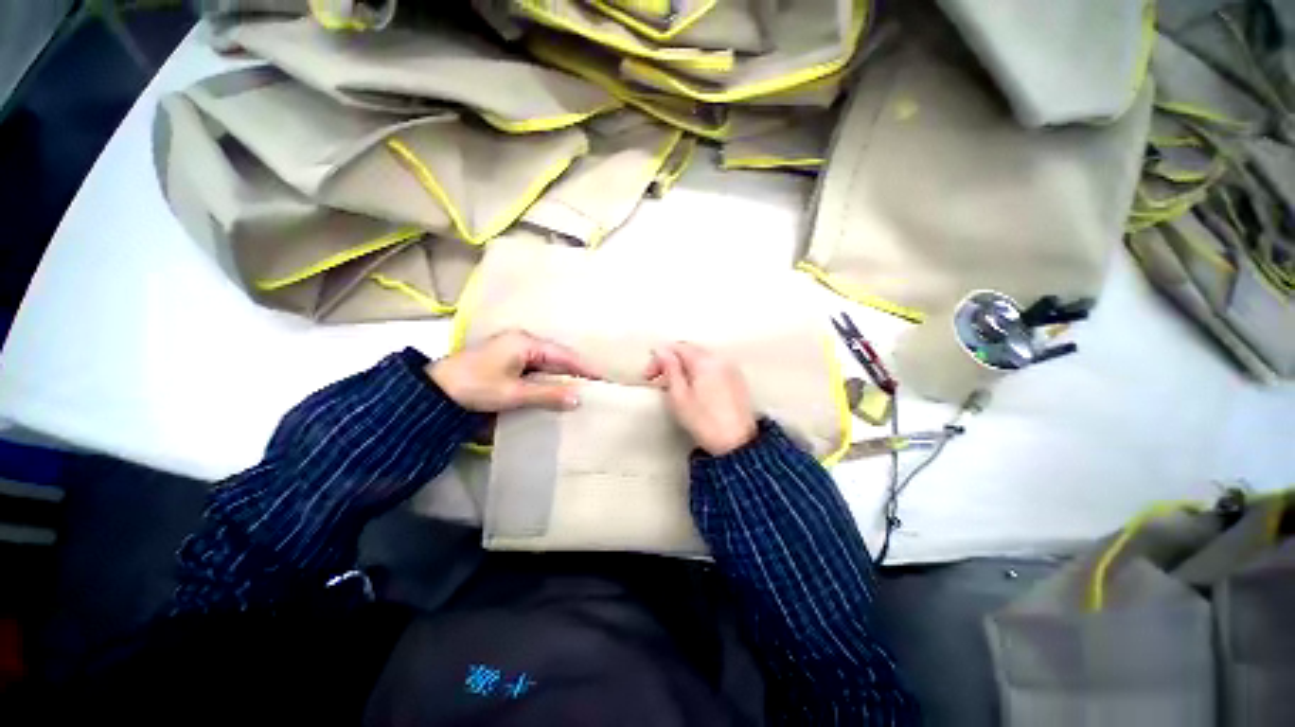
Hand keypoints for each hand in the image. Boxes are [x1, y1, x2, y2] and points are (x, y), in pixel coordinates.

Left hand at [429, 331, 599, 412]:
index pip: (565, 355)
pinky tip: (557, 389)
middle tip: (596, 387)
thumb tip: (579, 398)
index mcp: (526, 343)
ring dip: (563, 376)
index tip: (604, 379)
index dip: (585, 367)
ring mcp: (514, 350)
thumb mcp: (514, 393)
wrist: (434, 392)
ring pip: (548, 363)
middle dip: (577, 371)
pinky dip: (549, 378)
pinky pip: (537, 368)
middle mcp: (523, 341)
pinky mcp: (508, 361)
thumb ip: (548, 394)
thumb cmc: (475, 387)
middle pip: (558, 357)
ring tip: (582, 390)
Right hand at [644, 343, 757, 455]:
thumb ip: (670, 369)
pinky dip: (699, 372)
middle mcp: (720, 360)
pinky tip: (693, 388)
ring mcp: (730, 369)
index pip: (677, 348)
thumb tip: (662, 351)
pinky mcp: (736, 380)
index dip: (659, 359)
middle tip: (658, 379)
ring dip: (684, 367)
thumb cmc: (705, 422)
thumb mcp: (679, 396)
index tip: (649, 375)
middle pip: (690, 350)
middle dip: (671, 361)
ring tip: (674, 386)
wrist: (736, 443)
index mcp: (705, 362)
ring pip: (701, 359)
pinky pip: (713, 367)